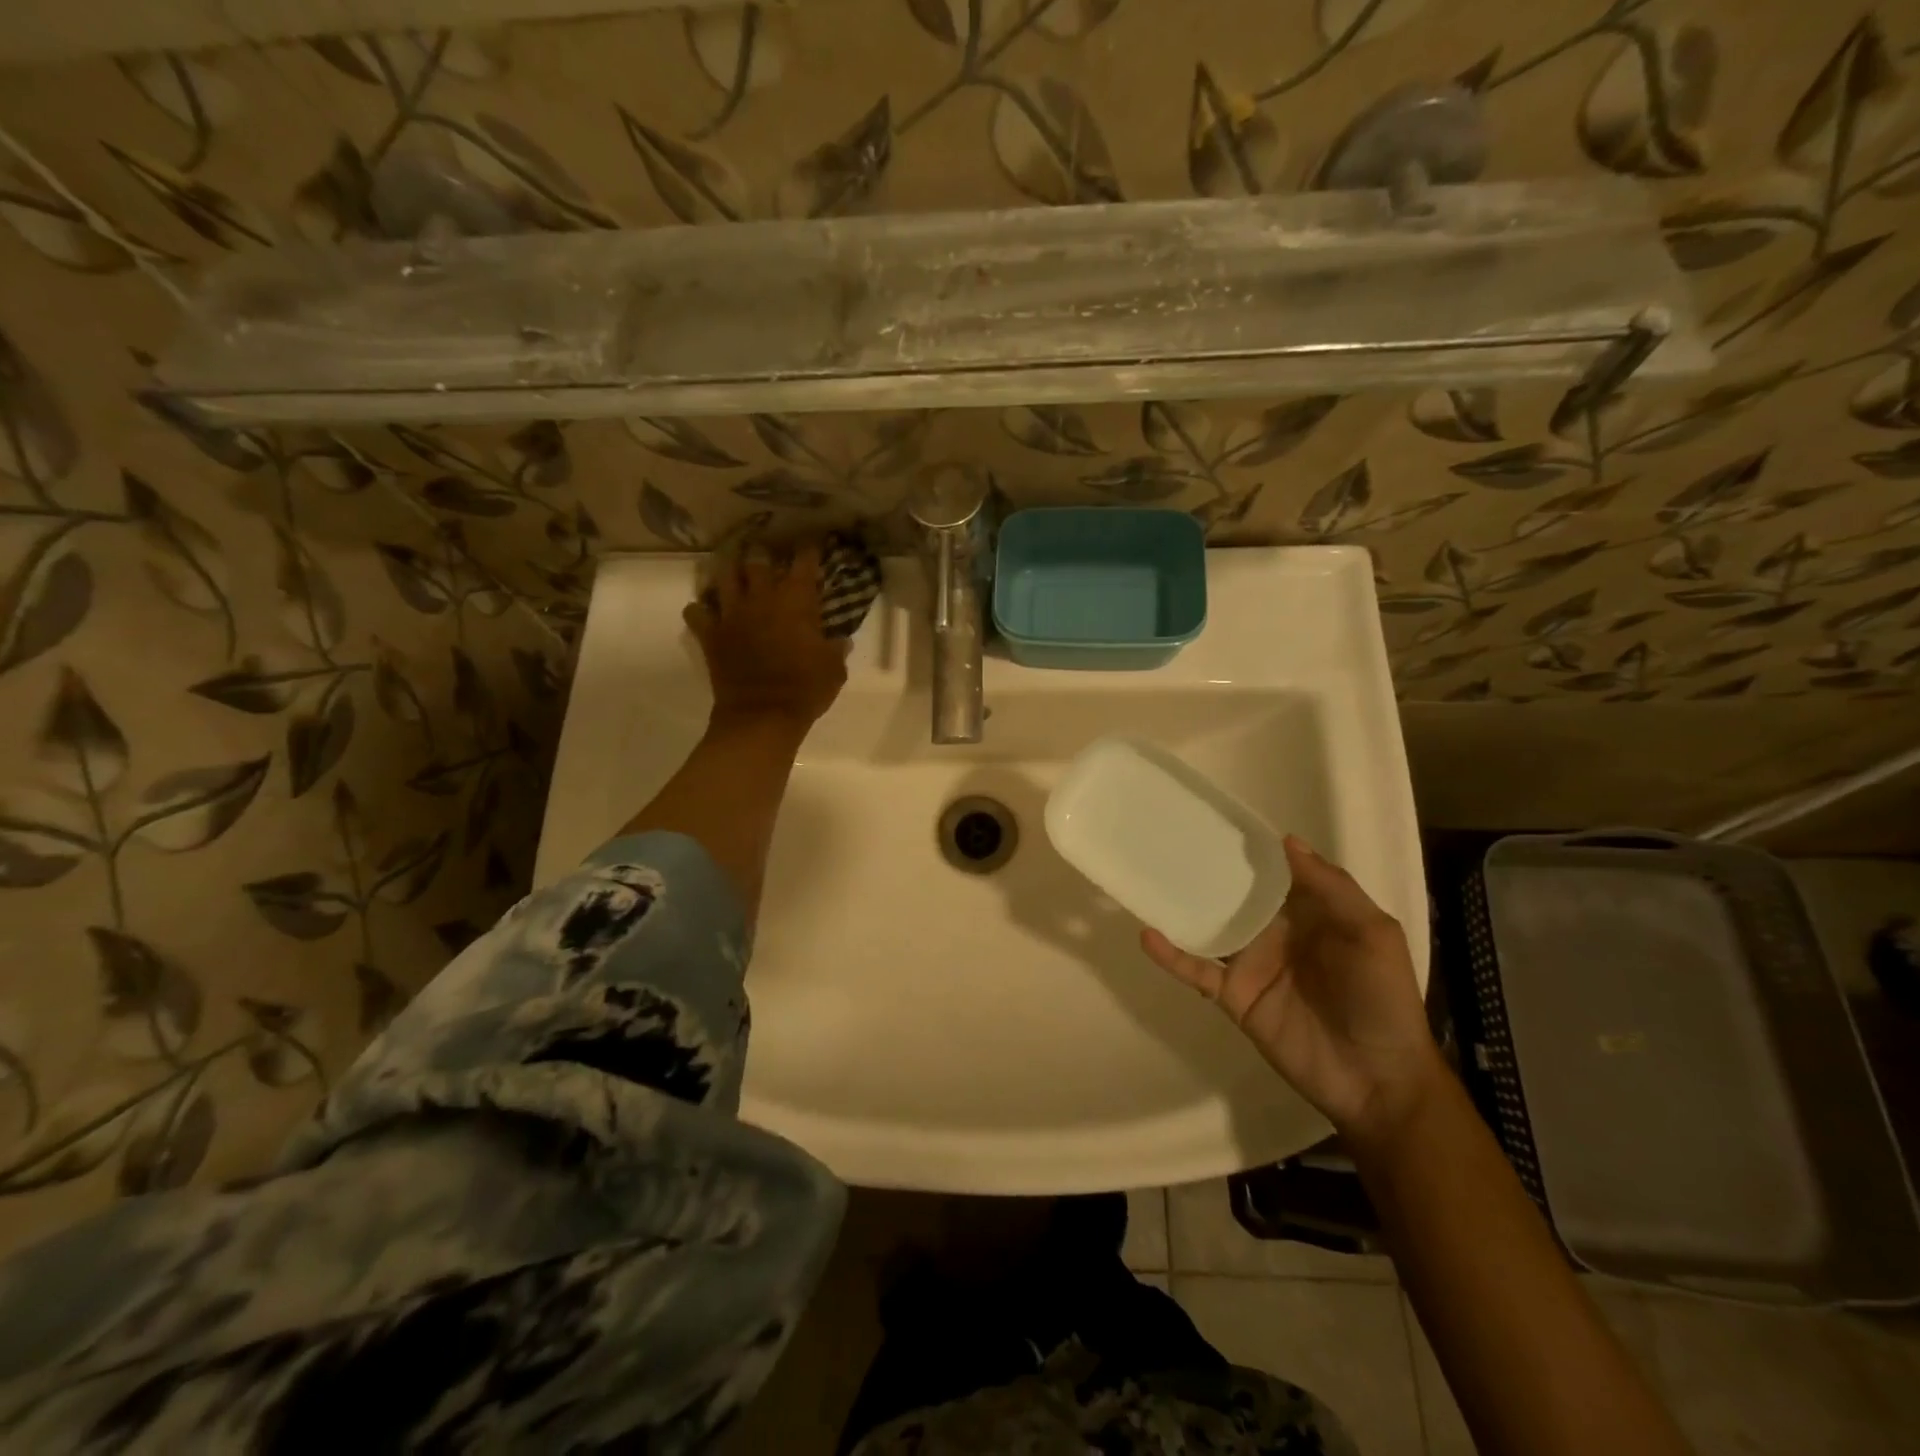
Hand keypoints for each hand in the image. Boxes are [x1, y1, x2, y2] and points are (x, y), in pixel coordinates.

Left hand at [684, 540, 847, 728]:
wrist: (762, 715)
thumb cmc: (806, 689)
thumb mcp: (834, 669)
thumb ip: (836, 648)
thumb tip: (840, 639)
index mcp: (796, 601)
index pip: (804, 562)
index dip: (809, 549)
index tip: (813, 543)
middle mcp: (761, 598)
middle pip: (757, 560)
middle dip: (763, 554)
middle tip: (767, 556)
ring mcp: (732, 614)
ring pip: (723, 576)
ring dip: (729, 571)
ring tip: (733, 571)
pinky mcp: (711, 634)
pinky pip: (696, 611)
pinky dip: (700, 608)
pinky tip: (706, 611)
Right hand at [1141, 836, 1441, 1144]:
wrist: (1376, 1079)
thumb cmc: (1382, 999)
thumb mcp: (1372, 934)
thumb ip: (1332, 888)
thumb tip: (1285, 842)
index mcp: (1310, 914)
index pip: (1274, 873)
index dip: (1250, 849)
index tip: (1217, 820)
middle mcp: (1274, 932)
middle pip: (1233, 895)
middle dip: (1206, 871)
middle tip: (1167, 840)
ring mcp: (1250, 964)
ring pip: (1208, 928)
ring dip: (1180, 907)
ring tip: (1147, 878)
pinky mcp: (1233, 995)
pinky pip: (1196, 970)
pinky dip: (1171, 955)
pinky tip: (1148, 936)